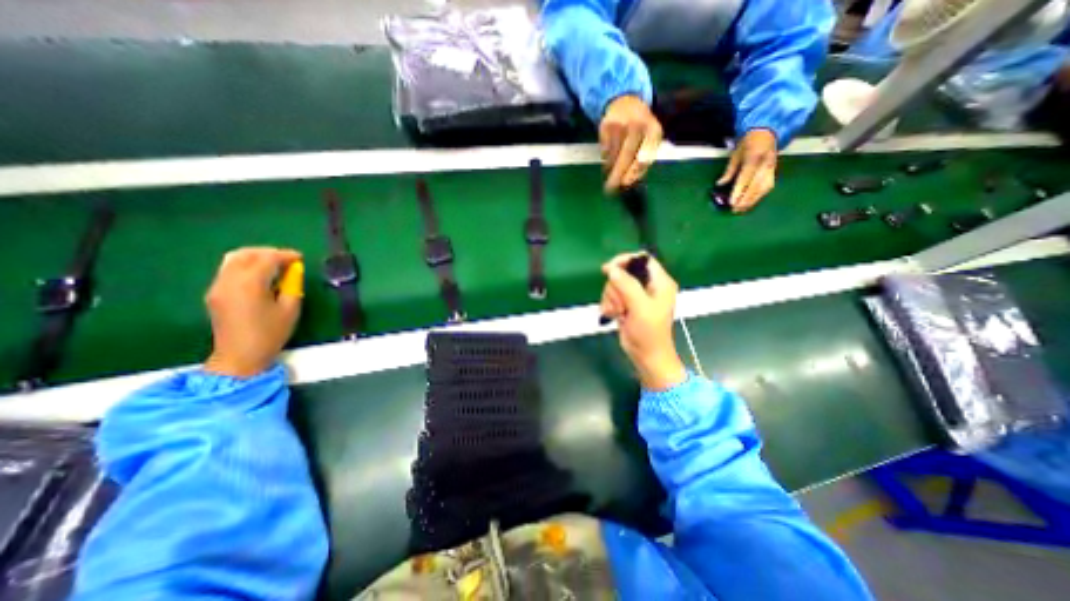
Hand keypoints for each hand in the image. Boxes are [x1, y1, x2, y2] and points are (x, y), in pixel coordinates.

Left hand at [203, 245, 303, 376]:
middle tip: (287, 259)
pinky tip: (261, 275)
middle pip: (246, 254)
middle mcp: (229, 281)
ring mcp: (218, 286)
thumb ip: (292, 286)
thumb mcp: (290, 309)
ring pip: (234, 260)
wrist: (240, 355)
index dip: (285, 255)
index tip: (300, 257)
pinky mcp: (215, 293)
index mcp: (249, 284)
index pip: (267, 259)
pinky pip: (229, 270)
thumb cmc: (270, 333)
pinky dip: (246, 266)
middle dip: (268, 252)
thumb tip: (293, 271)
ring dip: (255, 257)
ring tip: (274, 264)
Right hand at [600, 252, 685, 389]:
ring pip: (614, 285)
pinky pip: (611, 296)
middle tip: (621, 304)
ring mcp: (636, 296)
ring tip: (618, 312)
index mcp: (660, 282)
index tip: (609, 269)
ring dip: (611, 299)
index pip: (642, 259)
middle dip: (616, 288)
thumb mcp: (640, 307)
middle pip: (623, 272)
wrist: (646, 356)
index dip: (625, 261)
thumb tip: (611, 269)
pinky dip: (609, 305)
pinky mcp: (626, 304)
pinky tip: (613, 315)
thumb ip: (627, 285)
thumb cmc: (649, 333)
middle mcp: (648, 286)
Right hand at [601, 95, 660, 190]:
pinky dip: (606, 159)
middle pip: (626, 156)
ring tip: (610, 177)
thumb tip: (629, 181)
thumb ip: (644, 160)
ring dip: (611, 170)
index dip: (637, 168)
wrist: (625, 102)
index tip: (626, 182)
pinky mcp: (607, 126)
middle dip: (618, 175)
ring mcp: (621, 124)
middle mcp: (638, 125)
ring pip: (613, 155)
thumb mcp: (648, 140)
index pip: (647, 152)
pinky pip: (605, 151)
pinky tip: (609, 160)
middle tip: (611, 189)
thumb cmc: (639, 129)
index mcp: (653, 130)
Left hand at [718, 128, 777, 213]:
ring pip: (763, 188)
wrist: (767, 132)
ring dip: (752, 200)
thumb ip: (728, 171)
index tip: (732, 202)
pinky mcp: (774, 171)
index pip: (745, 178)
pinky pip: (768, 187)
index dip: (739, 191)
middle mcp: (765, 164)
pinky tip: (751, 203)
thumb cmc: (748, 143)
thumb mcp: (735, 154)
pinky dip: (759, 196)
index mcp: (754, 157)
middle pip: (756, 186)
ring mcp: (772, 168)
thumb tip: (719, 184)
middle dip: (745, 199)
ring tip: (741, 209)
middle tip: (735, 209)